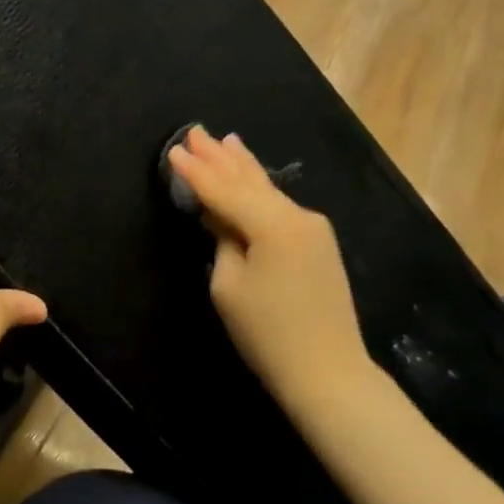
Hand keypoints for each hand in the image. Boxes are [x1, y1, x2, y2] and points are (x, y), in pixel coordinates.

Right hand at [166, 127, 370, 413]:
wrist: (329, 372)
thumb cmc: (268, 334)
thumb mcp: (229, 286)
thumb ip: (223, 240)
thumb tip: (220, 216)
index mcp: (273, 225)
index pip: (224, 191)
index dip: (196, 172)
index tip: (174, 149)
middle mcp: (297, 216)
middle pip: (249, 180)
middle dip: (220, 157)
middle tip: (197, 131)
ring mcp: (313, 228)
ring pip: (267, 189)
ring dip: (242, 166)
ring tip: (226, 140)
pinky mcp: (318, 242)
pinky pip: (279, 206)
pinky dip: (258, 188)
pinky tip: (250, 174)